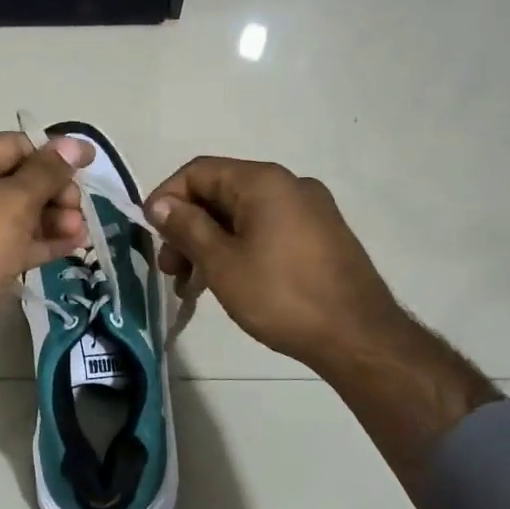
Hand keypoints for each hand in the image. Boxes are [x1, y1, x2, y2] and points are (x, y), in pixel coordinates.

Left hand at [0, 133, 92, 459]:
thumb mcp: (14, 202)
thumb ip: (47, 172)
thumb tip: (76, 144)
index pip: (12, 146)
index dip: (52, 153)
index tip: (89, 164)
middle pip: (18, 179)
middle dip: (54, 192)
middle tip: (80, 207)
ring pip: (21, 212)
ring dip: (55, 217)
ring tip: (81, 229)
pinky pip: (17, 240)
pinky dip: (44, 240)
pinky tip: (76, 244)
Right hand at [145, 157, 402, 370]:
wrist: (359, 337)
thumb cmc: (281, 296)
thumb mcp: (222, 263)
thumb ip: (187, 227)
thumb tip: (160, 204)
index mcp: (264, 181)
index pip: (199, 171)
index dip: (166, 198)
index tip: (150, 235)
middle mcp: (289, 185)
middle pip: (221, 192)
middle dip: (188, 227)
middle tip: (170, 269)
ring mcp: (310, 210)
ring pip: (243, 215)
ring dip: (210, 242)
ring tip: (192, 285)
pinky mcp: (321, 235)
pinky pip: (267, 229)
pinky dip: (239, 248)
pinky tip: (227, 281)